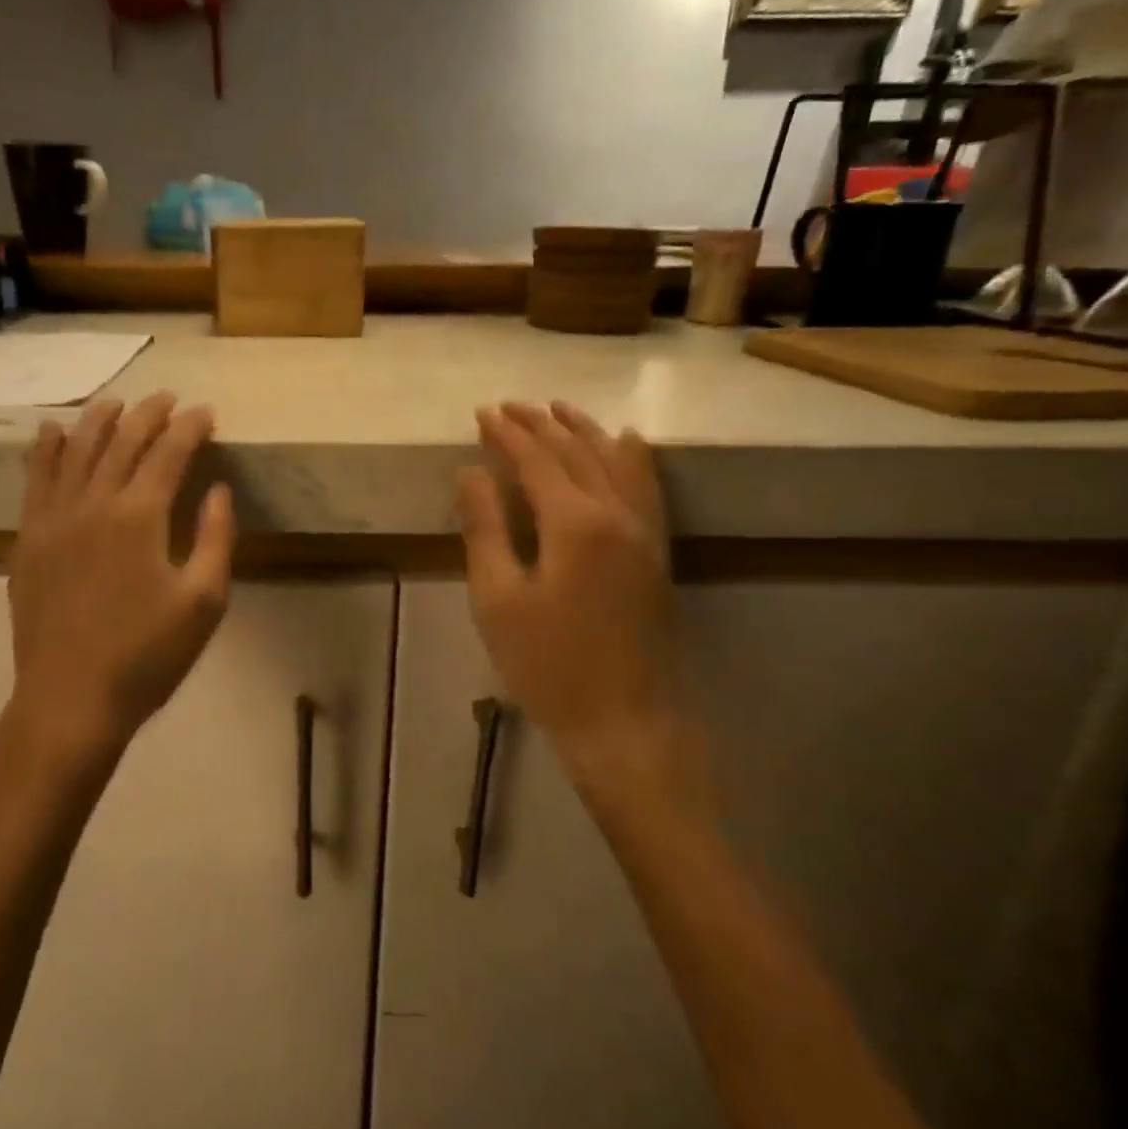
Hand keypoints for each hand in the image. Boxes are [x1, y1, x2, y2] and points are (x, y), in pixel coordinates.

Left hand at [4, 393, 235, 775]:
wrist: (70, 700)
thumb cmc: (147, 656)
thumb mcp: (203, 603)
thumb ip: (215, 539)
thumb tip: (218, 490)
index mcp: (140, 517)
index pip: (169, 453)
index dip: (190, 428)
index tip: (206, 413)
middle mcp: (93, 503)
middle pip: (122, 442)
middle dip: (149, 415)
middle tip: (168, 400)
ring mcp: (53, 519)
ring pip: (75, 451)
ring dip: (98, 420)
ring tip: (115, 402)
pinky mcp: (28, 540)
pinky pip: (35, 480)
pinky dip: (45, 450)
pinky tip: (52, 432)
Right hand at [455, 402, 712, 831]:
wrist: (625, 722)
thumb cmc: (548, 665)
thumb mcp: (497, 598)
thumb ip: (485, 528)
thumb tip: (470, 472)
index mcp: (574, 522)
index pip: (536, 459)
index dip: (507, 434)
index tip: (483, 412)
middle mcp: (617, 513)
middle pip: (577, 451)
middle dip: (542, 423)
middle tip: (511, 405)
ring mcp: (645, 532)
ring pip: (616, 461)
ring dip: (585, 430)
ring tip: (560, 409)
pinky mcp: (657, 553)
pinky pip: (647, 486)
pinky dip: (632, 457)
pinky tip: (628, 443)